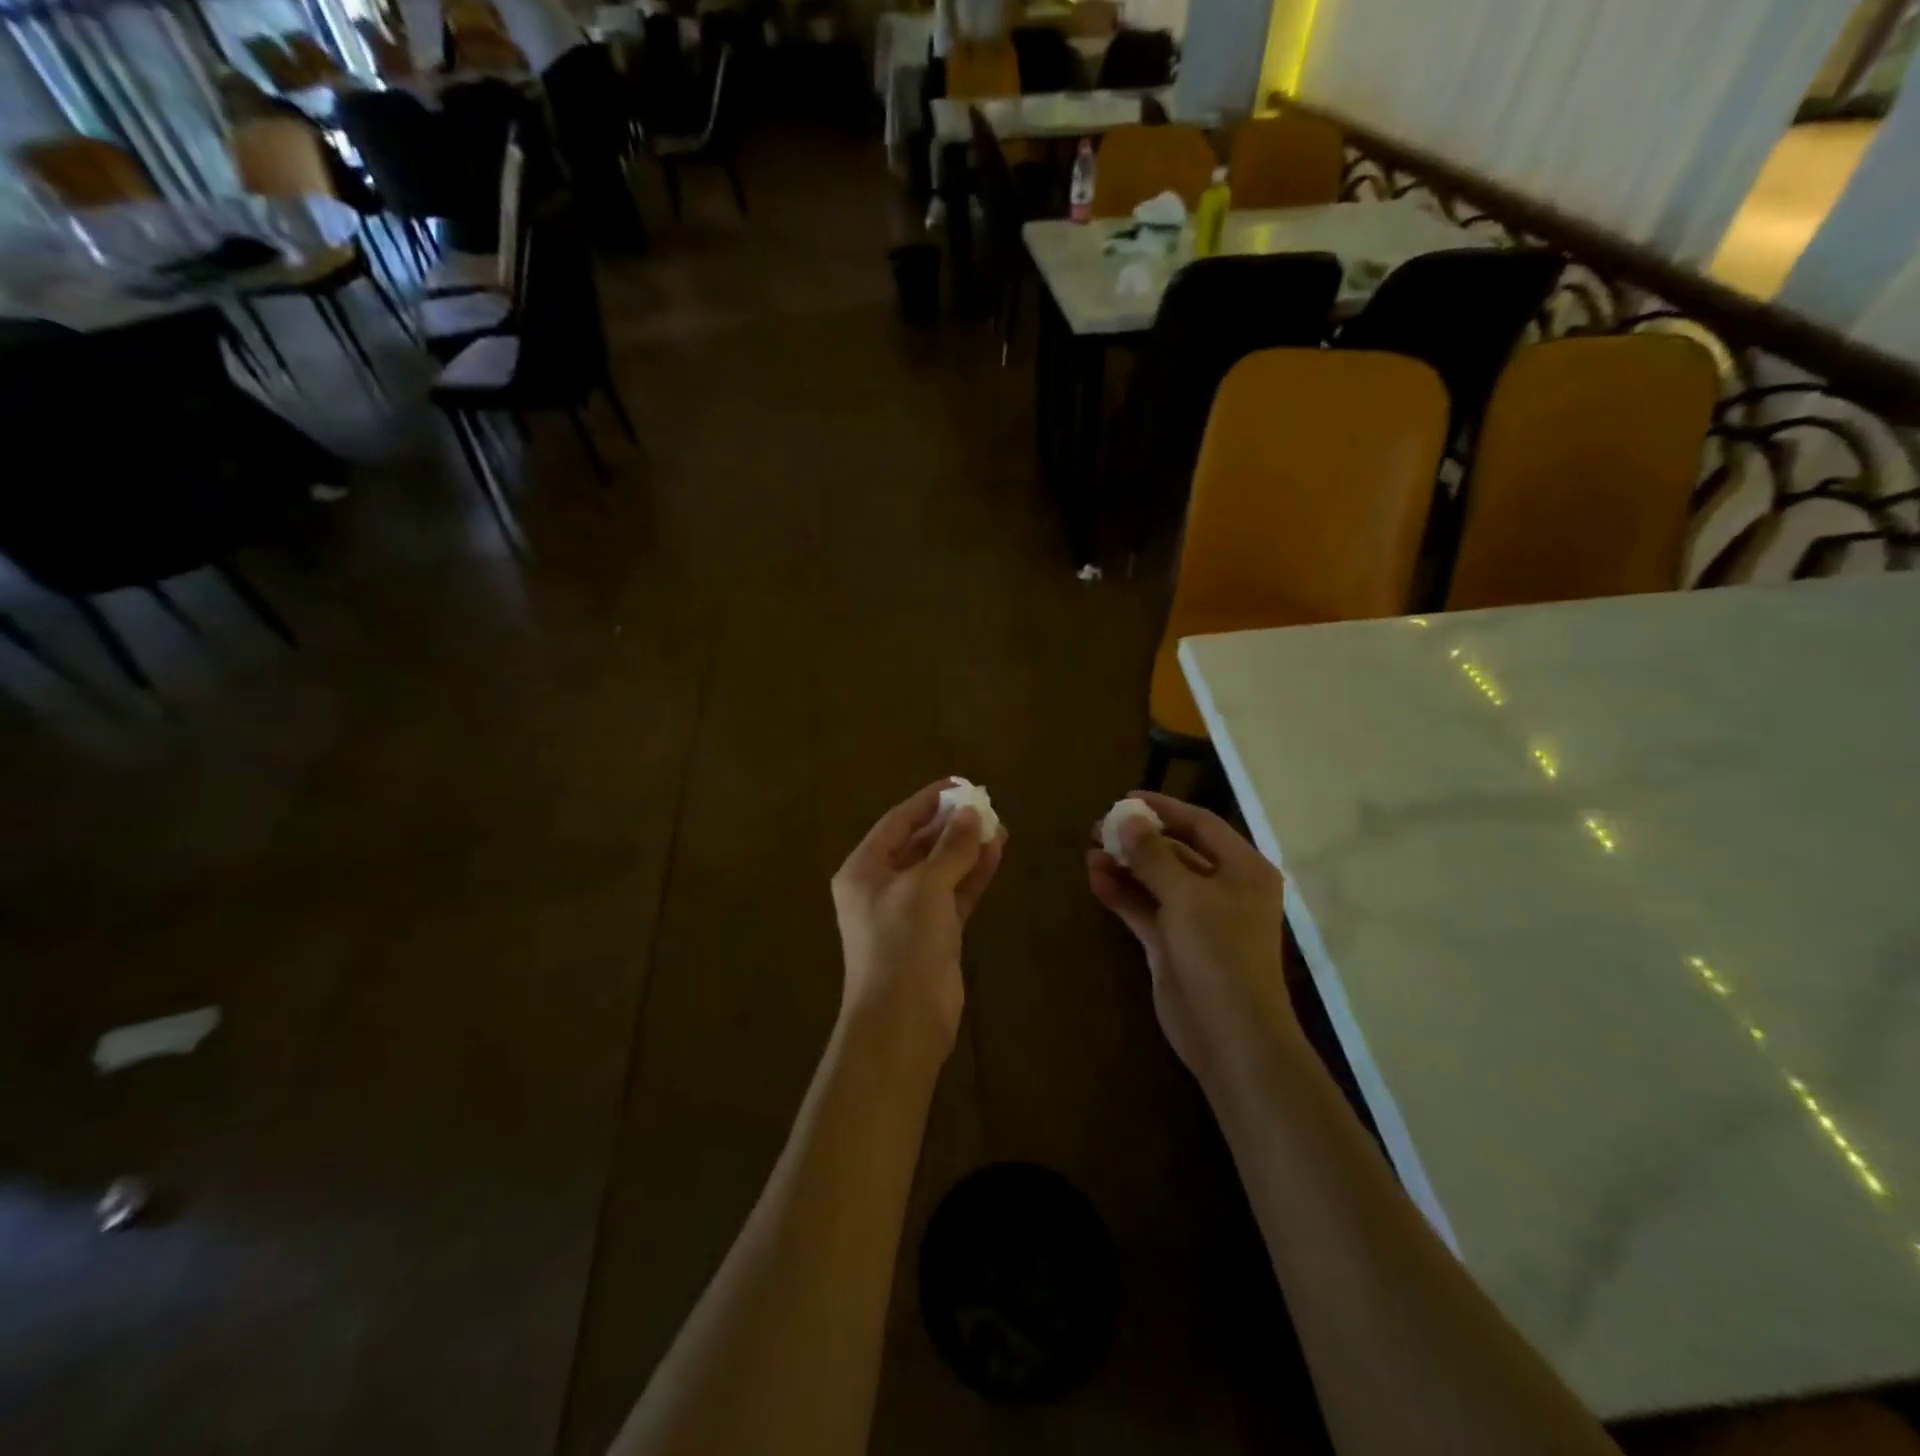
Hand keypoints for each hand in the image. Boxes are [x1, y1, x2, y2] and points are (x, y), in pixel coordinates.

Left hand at [832, 780, 1006, 1057]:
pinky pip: (954, 893)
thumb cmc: (901, 943)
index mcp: (864, 870)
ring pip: (941, 869)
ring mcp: (910, 911)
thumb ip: (950, 847)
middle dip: (951, 825)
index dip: (928, 801)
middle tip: (986, 805)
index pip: (897, 822)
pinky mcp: (934, 933)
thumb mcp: (925, 886)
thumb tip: (972, 814)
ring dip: (967, 848)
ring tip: (999, 826)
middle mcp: (883, 886)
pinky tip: (996, 853)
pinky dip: (973, 874)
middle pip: (919, 844)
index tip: (960, 785)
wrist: (903, 1020)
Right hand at [1087, 793, 1299, 1089]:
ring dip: (1125, 866)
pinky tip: (1095, 879)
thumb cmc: (1219, 953)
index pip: (1201, 824)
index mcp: (1243, 869)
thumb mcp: (1186, 896)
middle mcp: (1223, 888)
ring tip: (1090, 850)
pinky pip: (1145, 908)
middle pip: (1176, 850)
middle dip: (1138, 838)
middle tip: (1098, 827)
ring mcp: (1197, 918)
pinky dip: (1122, 894)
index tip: (1125, 799)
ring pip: (1156, 880)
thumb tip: (1128, 819)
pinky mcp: (1173, 944)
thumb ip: (1154, 855)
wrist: (1230, 1035)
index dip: (1163, 808)